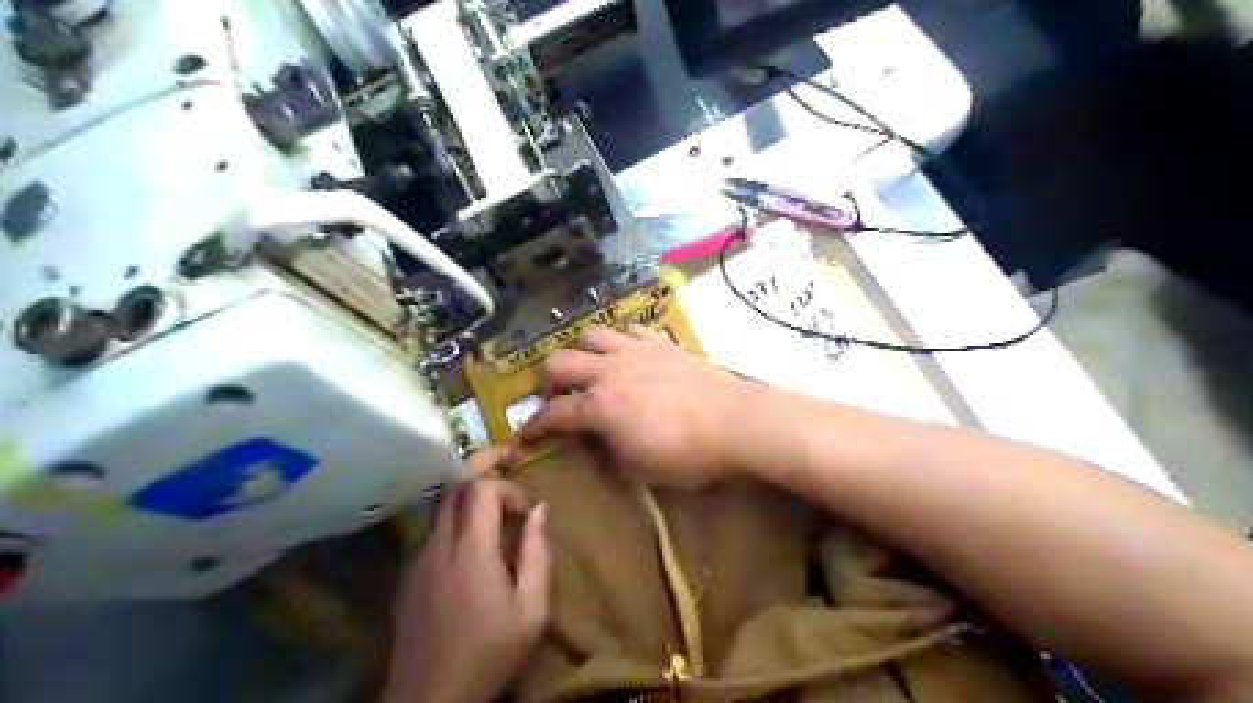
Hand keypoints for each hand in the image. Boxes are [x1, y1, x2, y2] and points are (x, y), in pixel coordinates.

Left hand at [386, 446, 550, 702]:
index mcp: (471, 549)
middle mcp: (439, 543)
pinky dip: (454, 515)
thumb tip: (540, 509)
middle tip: (510, 462)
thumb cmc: (489, 654)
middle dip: (483, 466)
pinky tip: (472, 537)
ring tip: (495, 499)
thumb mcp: (531, 611)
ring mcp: (419, 556)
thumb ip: (537, 554)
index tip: (529, 511)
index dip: (509, 487)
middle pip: (455, 484)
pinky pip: (432, 527)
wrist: (429, 698)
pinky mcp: (409, 572)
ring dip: (468, 491)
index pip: (482, 487)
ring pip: (440, 502)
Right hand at [516, 323, 763, 484]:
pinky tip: (628, 356)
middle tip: (558, 398)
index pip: (553, 414)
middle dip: (548, 381)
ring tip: (591, 370)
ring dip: (582, 353)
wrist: (736, 422)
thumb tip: (597, 437)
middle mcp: (609, 371)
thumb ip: (609, 449)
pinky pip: (630, 330)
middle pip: (559, 361)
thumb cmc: (688, 455)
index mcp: (600, 407)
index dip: (534, 427)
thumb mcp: (640, 468)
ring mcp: (635, 351)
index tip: (526, 437)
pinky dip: (620, 341)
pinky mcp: (661, 343)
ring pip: (591, 335)